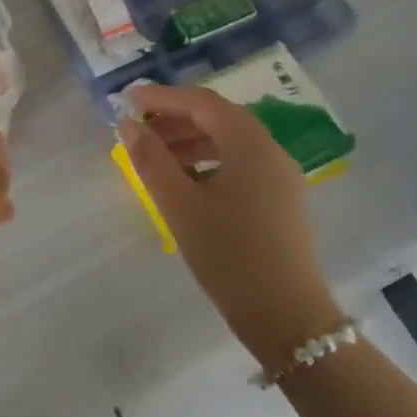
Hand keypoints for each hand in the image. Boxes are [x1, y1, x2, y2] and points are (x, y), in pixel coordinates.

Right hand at [119, 83, 341, 372]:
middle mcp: (270, 151)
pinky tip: (185, 180)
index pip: (202, 102)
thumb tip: (128, 125)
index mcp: (250, 144)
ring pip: (229, 140)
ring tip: (155, 156)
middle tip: (138, 129)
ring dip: (189, 140)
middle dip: (175, 118)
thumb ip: (151, 159)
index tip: (128, 101)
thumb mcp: (179, 205)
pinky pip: (240, 162)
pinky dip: (208, 159)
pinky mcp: (280, 199)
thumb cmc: (229, 255)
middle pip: (217, 117)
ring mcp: (280, 176)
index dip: (162, 97)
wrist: (288, 319)